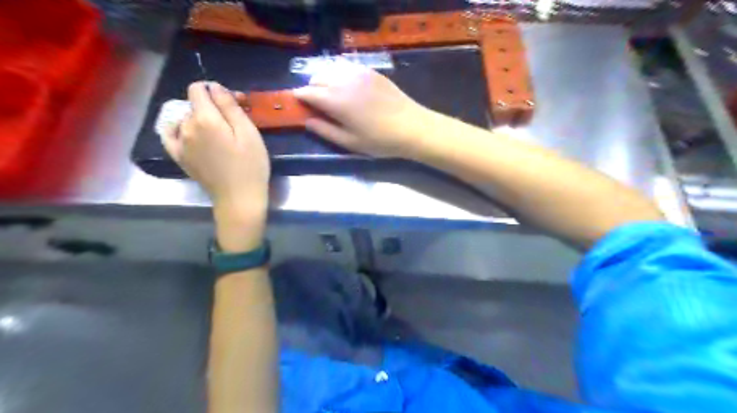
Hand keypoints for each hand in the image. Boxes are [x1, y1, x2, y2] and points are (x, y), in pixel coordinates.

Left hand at [162, 81, 268, 248]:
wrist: (239, 198)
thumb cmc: (250, 165)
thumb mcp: (249, 133)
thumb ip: (230, 106)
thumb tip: (215, 86)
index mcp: (205, 119)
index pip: (198, 89)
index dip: (215, 90)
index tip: (233, 102)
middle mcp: (186, 127)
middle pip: (193, 104)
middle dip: (212, 106)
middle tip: (233, 121)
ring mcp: (179, 142)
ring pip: (185, 118)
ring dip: (199, 118)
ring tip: (218, 133)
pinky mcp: (179, 156)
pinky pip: (169, 134)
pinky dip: (177, 128)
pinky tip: (187, 132)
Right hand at [293, 60, 433, 157]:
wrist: (412, 127)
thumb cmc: (380, 140)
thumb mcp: (350, 142)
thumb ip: (325, 130)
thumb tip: (306, 120)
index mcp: (336, 100)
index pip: (307, 92)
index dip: (299, 98)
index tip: (299, 105)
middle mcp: (343, 81)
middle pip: (317, 78)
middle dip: (311, 89)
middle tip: (317, 105)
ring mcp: (358, 73)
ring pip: (331, 70)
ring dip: (325, 80)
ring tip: (332, 96)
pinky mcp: (371, 71)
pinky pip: (347, 68)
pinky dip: (340, 75)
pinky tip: (348, 88)